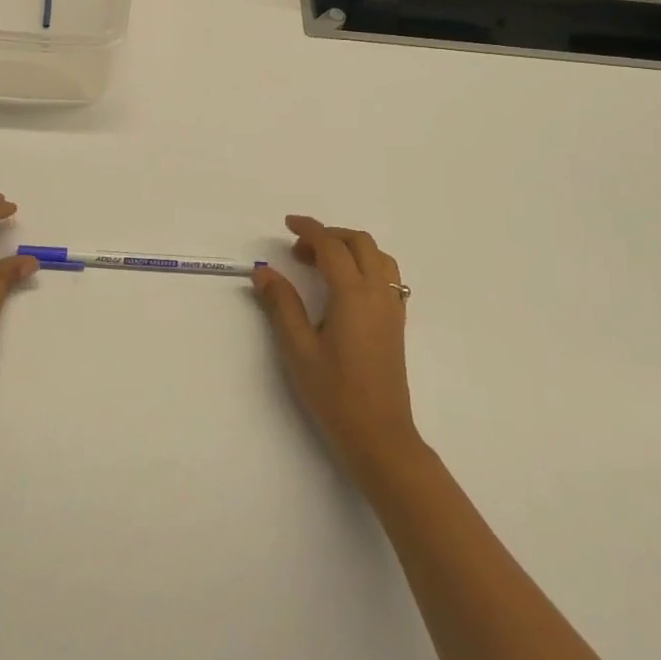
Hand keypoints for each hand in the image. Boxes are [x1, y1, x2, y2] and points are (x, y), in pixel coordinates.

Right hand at [251, 216, 421, 485]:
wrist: (379, 435)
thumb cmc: (334, 393)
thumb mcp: (298, 349)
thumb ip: (281, 305)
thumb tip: (263, 272)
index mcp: (353, 294)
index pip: (331, 246)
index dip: (309, 229)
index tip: (287, 224)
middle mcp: (378, 292)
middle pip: (360, 243)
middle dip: (330, 235)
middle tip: (300, 251)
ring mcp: (392, 307)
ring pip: (378, 256)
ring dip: (350, 247)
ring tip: (322, 264)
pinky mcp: (397, 322)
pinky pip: (387, 275)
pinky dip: (366, 264)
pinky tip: (345, 287)